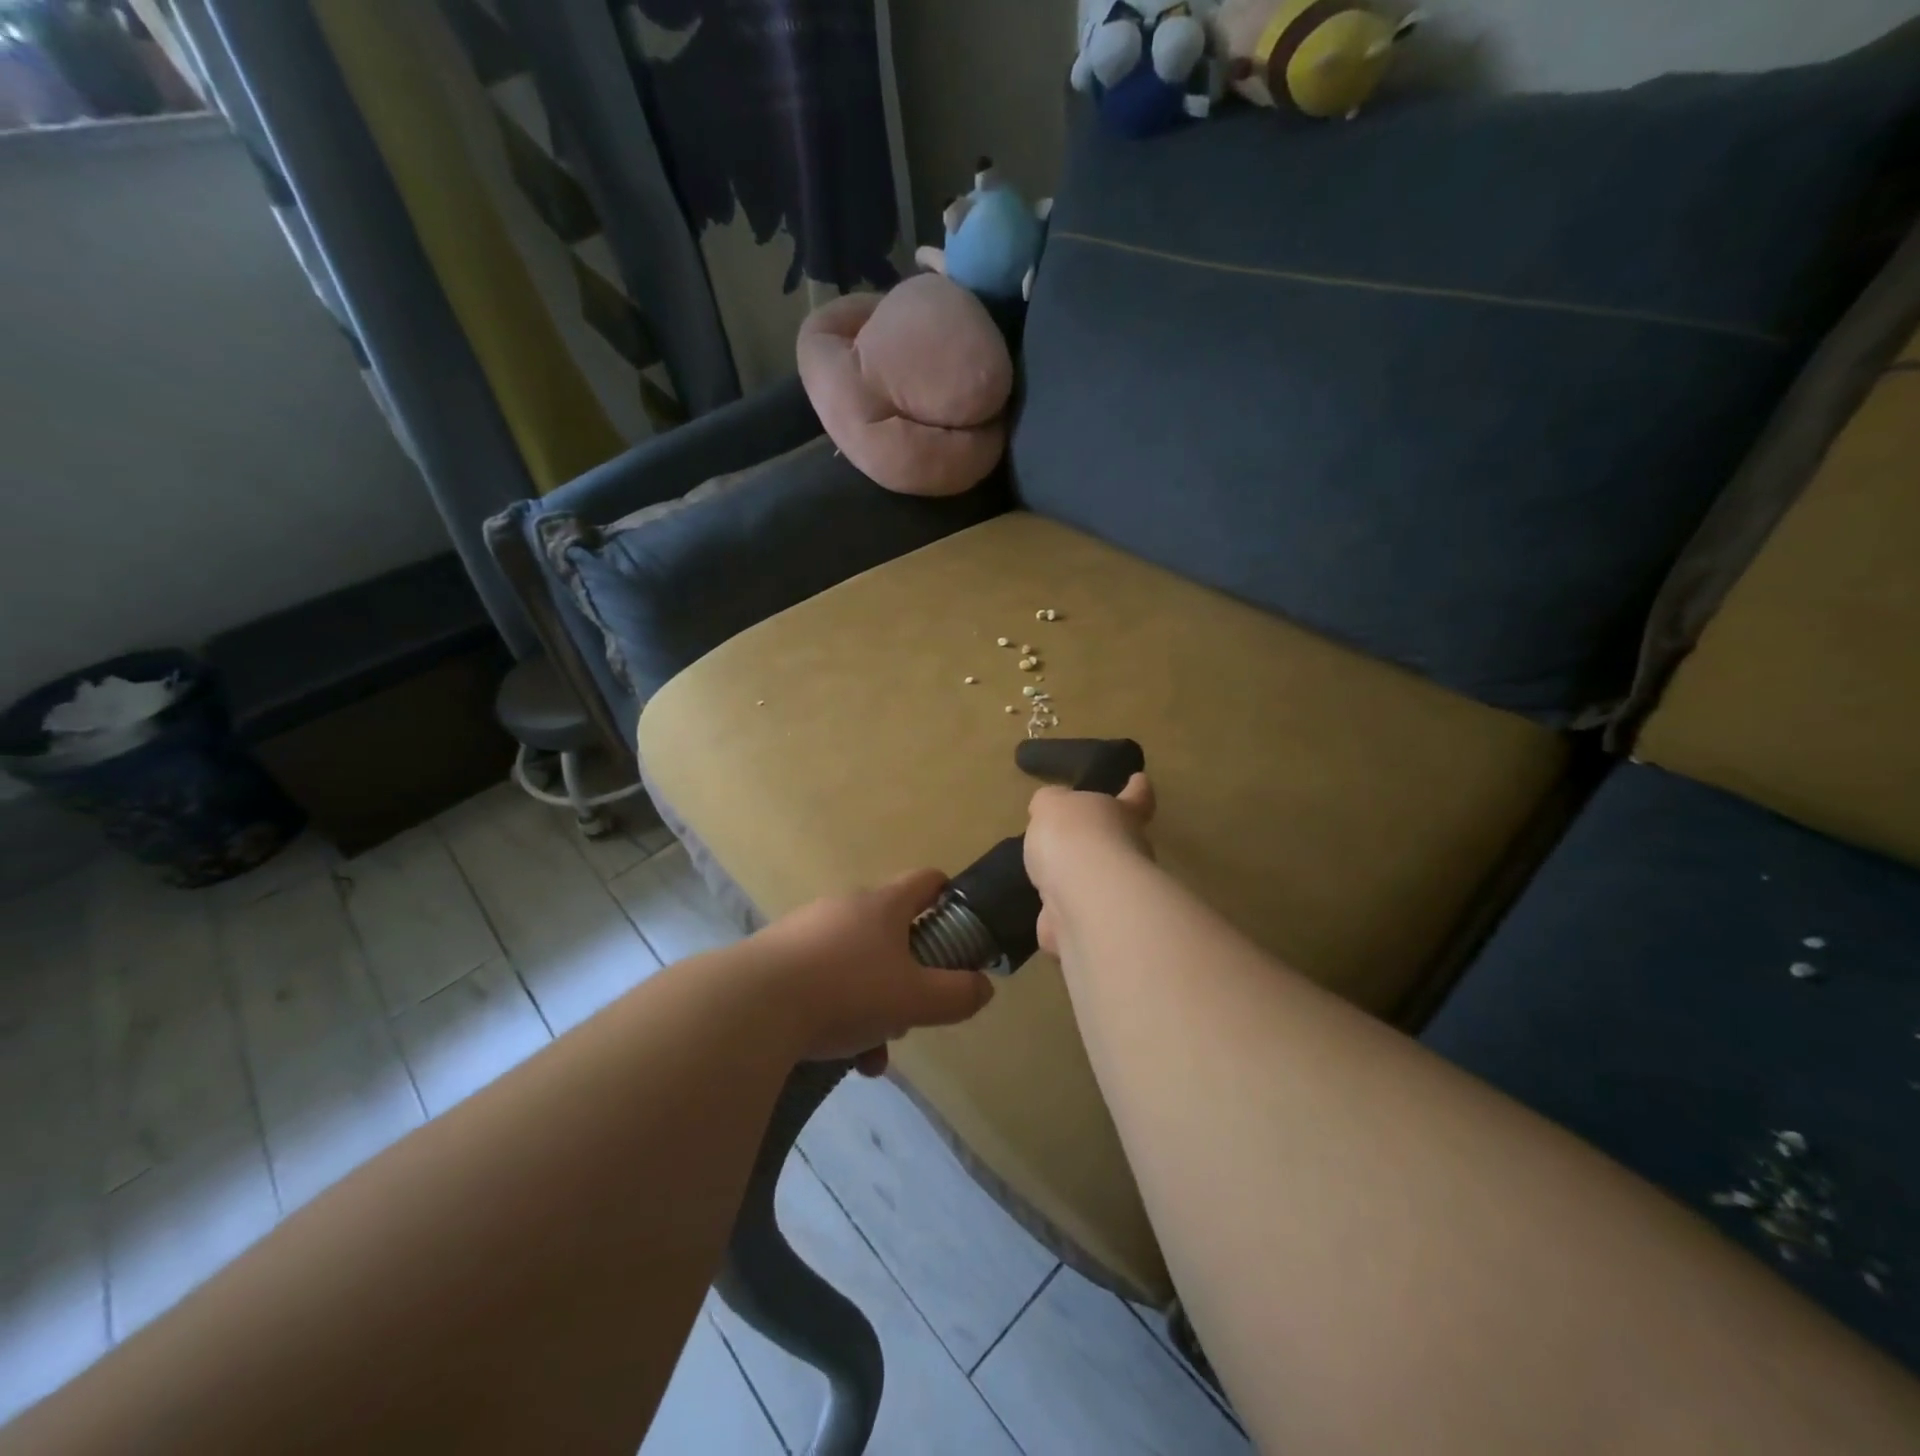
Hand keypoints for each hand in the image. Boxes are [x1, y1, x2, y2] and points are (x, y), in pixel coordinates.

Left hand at [758, 870, 995, 1075]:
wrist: (751, 1006)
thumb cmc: (847, 991)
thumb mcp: (915, 999)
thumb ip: (957, 994)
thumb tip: (983, 987)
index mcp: (883, 905)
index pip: (925, 881)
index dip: (947, 897)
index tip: (957, 928)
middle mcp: (844, 908)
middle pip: (890, 932)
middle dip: (907, 976)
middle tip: (909, 1014)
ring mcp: (805, 931)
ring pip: (855, 965)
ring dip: (871, 1005)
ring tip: (870, 1054)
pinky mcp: (775, 959)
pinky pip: (820, 982)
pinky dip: (835, 1013)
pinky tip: (834, 1055)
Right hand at [1025, 773, 1155, 957]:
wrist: (1083, 897)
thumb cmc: (1074, 836)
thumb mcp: (1052, 804)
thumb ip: (1051, 804)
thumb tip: (1050, 807)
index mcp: (1123, 815)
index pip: (1137, 798)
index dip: (1137, 789)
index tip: (1140, 780)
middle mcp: (1129, 853)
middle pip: (1119, 844)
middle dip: (1101, 844)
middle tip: (1074, 841)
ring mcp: (1117, 894)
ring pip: (1097, 885)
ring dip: (1078, 884)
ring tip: (1052, 881)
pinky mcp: (1098, 927)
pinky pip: (1077, 919)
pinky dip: (1062, 920)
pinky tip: (1046, 917)